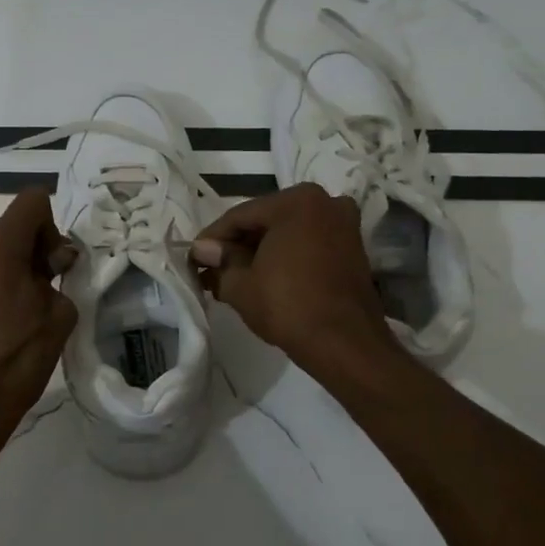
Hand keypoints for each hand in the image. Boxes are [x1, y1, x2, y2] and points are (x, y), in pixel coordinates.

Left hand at [0, 189, 78, 451]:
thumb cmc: (17, 359)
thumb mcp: (58, 316)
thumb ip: (60, 275)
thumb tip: (54, 258)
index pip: (33, 200)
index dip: (53, 226)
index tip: (56, 265)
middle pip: (12, 224)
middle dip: (36, 247)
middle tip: (50, 287)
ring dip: (16, 265)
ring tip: (27, 307)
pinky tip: (4, 317)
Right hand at [190, 185, 392, 372]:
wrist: (345, 344)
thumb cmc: (288, 306)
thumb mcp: (240, 285)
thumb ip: (220, 261)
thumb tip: (203, 250)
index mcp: (296, 201)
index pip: (239, 216)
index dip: (211, 238)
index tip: (192, 258)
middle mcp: (324, 202)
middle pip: (265, 221)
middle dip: (237, 246)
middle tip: (210, 270)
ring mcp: (343, 225)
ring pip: (287, 233)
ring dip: (260, 253)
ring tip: (232, 278)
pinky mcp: (352, 249)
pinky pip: (307, 245)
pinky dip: (284, 257)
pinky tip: (263, 278)